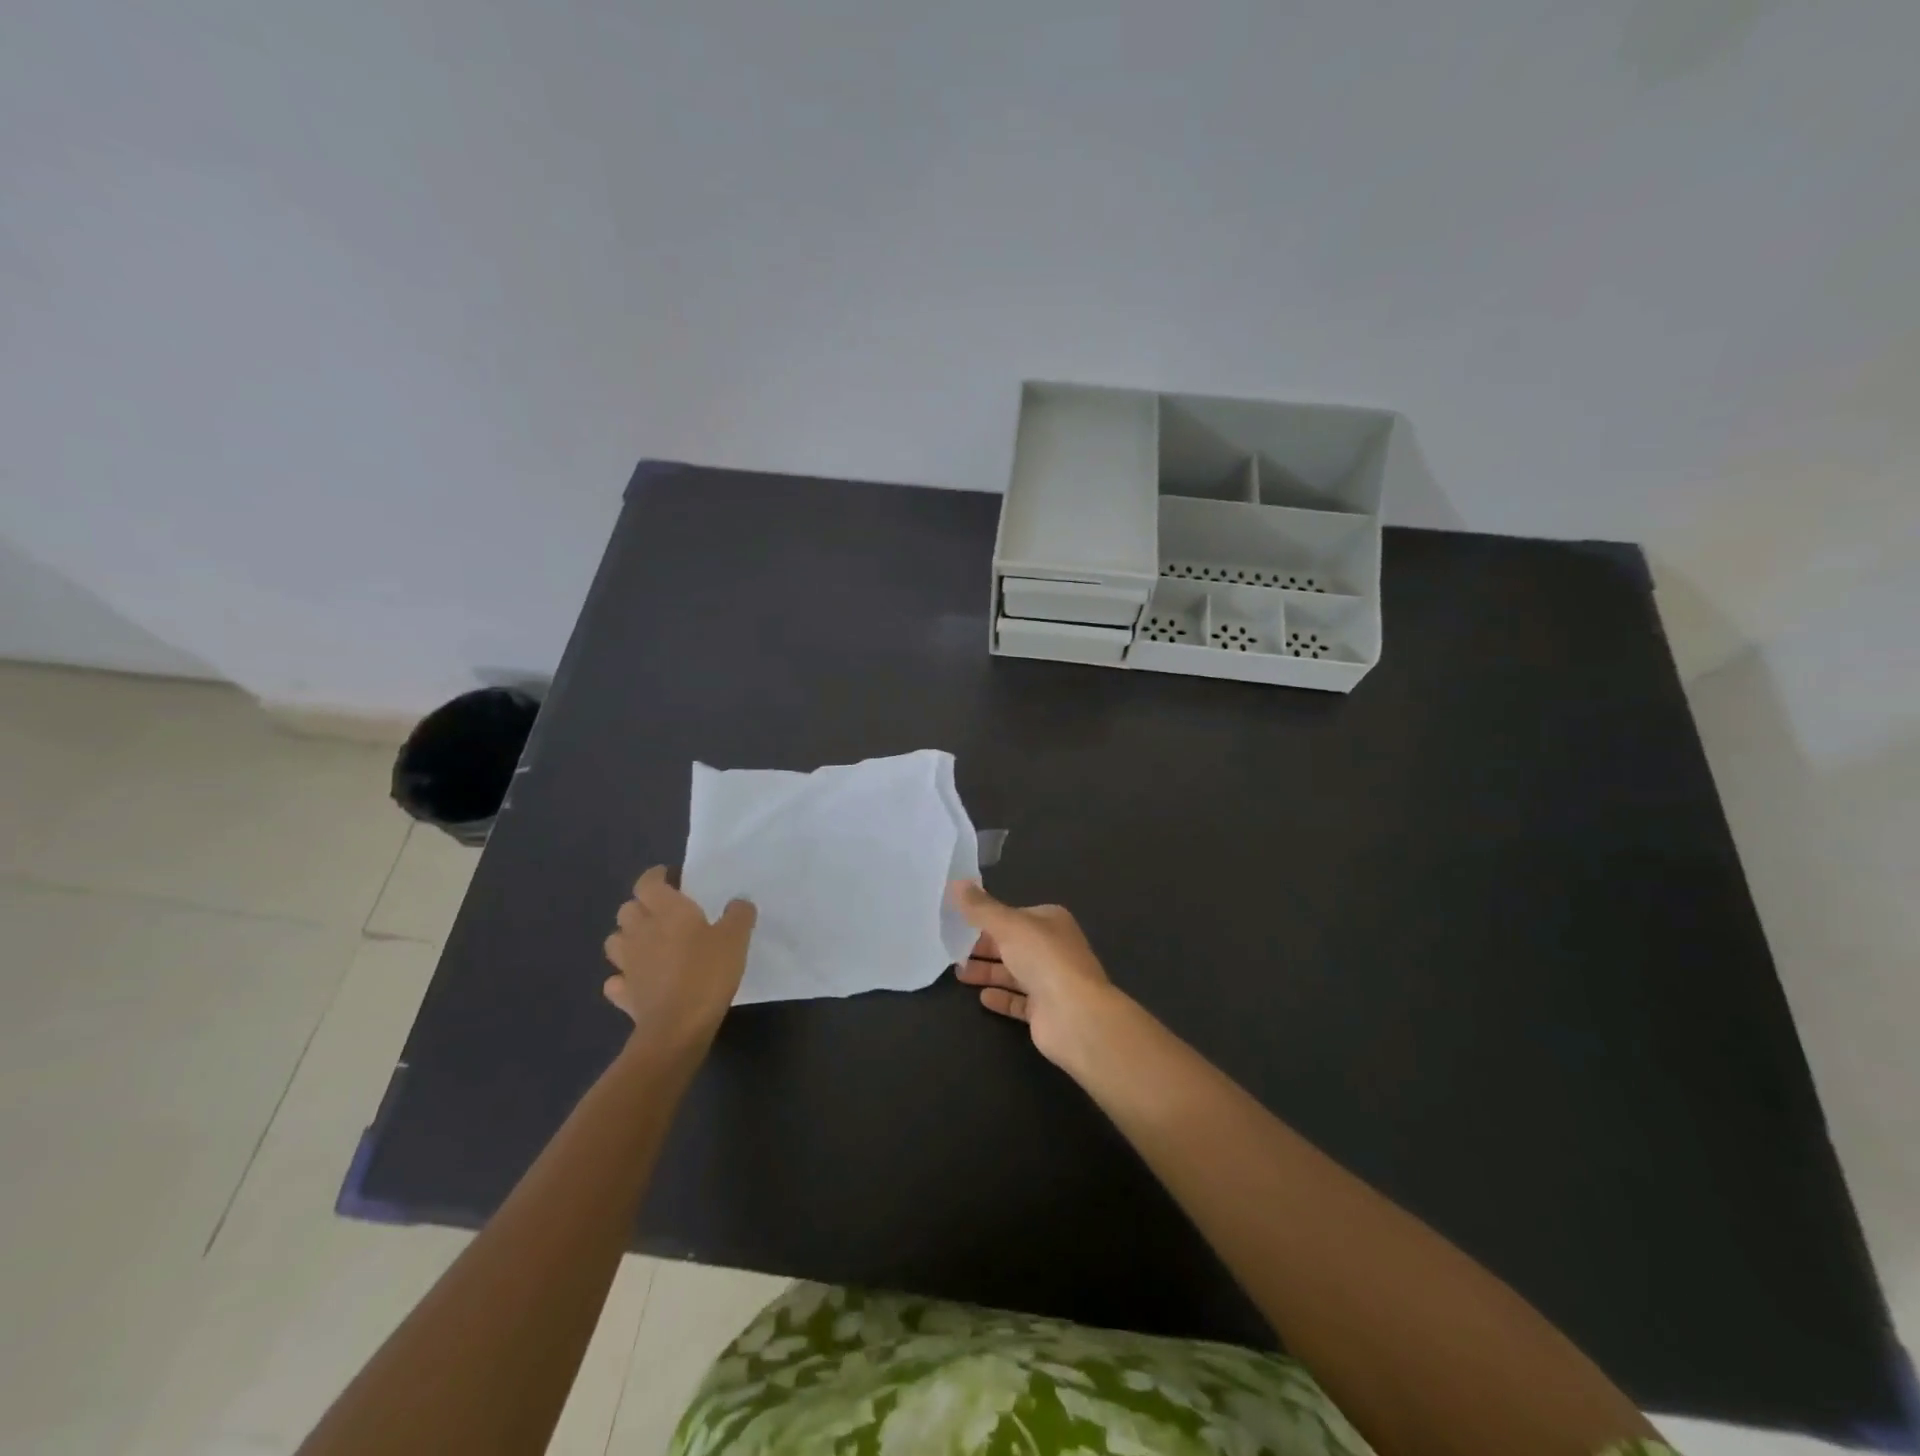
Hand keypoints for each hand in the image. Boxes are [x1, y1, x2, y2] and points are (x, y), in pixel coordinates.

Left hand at [602, 866, 755, 1057]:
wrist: (677, 1027)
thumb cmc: (707, 973)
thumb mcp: (736, 938)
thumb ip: (738, 914)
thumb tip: (737, 903)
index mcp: (666, 911)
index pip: (648, 882)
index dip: (656, 876)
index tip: (670, 877)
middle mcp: (640, 931)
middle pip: (627, 908)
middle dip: (641, 906)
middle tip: (664, 912)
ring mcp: (627, 964)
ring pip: (615, 940)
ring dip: (628, 937)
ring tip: (648, 944)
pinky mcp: (623, 994)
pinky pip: (616, 980)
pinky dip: (624, 977)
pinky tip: (639, 980)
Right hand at [950, 880, 1119, 1068]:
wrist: (1074, 1015)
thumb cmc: (1043, 959)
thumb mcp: (1007, 925)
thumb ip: (980, 907)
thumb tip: (956, 882)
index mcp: (1051, 921)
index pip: (1014, 916)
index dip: (988, 919)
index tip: (959, 923)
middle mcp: (1053, 948)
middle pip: (1012, 945)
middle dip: (983, 948)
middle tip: (952, 951)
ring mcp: (1051, 981)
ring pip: (1013, 973)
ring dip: (988, 972)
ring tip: (959, 974)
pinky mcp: (1046, 1011)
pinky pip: (1018, 1001)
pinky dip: (1001, 998)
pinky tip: (982, 997)